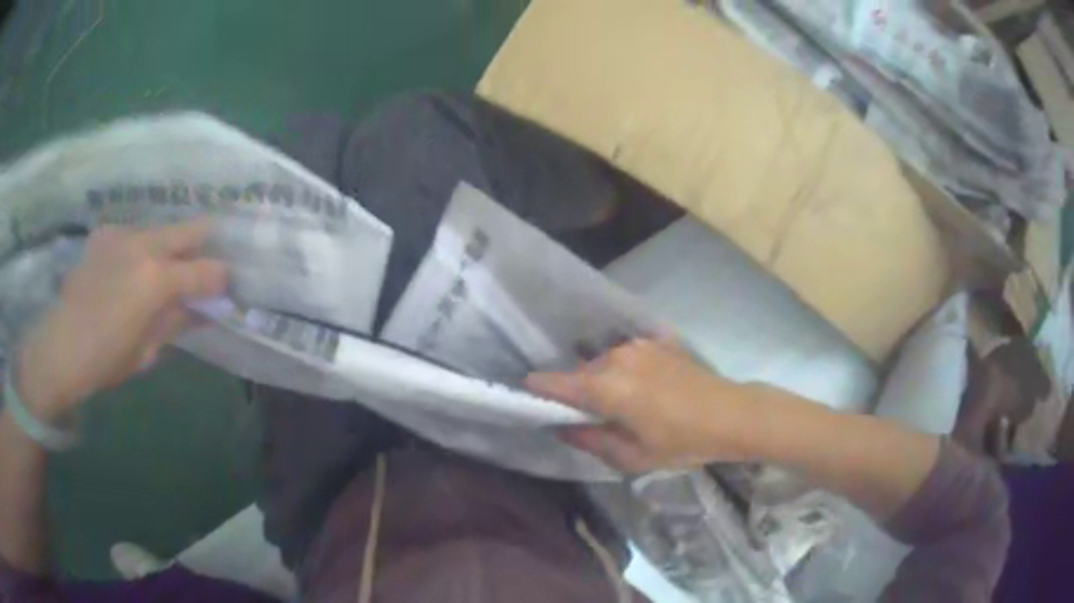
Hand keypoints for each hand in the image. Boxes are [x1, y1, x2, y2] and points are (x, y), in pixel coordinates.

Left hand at [14, 221, 226, 421]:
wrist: (61, 346)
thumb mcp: (146, 351)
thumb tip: (201, 311)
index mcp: (156, 280)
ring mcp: (122, 234)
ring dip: (169, 244)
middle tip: (208, 256)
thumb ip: (175, 323)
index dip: (220, 278)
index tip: (225, 286)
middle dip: (204, 240)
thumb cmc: (106, 359)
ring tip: (166, 263)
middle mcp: (143, 246)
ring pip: (159, 228)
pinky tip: (130, 266)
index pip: (204, 271)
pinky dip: (140, 246)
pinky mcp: (104, 234)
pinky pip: (132, 233)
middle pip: (186, 230)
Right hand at [526, 339, 765, 472]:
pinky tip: (643, 388)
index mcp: (606, 387)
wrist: (731, 414)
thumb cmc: (681, 442)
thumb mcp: (632, 455)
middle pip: (580, 372)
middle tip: (589, 417)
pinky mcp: (658, 342)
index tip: (528, 397)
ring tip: (621, 404)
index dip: (537, 390)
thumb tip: (562, 427)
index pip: (554, 383)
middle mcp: (616, 358)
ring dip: (602, 380)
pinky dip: (624, 370)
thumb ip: (590, 440)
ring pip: (604, 362)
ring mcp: (639, 346)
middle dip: (576, 392)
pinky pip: (628, 355)